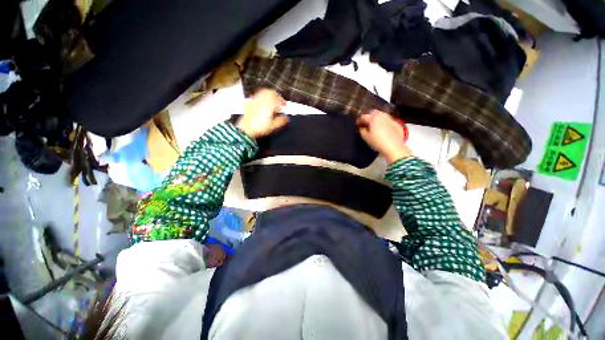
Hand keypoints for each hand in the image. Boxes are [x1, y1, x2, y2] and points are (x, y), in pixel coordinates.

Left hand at [236, 89, 287, 138]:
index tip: (284, 106)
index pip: (278, 98)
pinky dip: (263, 98)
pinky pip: (258, 96)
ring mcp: (255, 100)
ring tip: (272, 103)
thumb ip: (281, 121)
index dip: (283, 102)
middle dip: (277, 97)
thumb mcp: (272, 126)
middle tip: (279, 103)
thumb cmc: (258, 128)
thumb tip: (286, 118)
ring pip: (264, 92)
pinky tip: (263, 105)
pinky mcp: (250, 102)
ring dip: (270, 96)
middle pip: (271, 92)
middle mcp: (261, 100)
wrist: (246, 129)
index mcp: (268, 104)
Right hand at [357, 110, 411, 163]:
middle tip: (366, 123)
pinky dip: (384, 122)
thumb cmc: (378, 142)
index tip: (357, 124)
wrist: (395, 148)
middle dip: (369, 116)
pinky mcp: (397, 124)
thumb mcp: (366, 138)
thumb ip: (362, 131)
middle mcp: (382, 116)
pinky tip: (383, 128)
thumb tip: (362, 128)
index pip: (364, 116)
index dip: (359, 120)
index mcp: (373, 118)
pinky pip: (388, 120)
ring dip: (377, 118)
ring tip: (374, 125)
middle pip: (373, 113)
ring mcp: (390, 119)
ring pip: (382, 115)